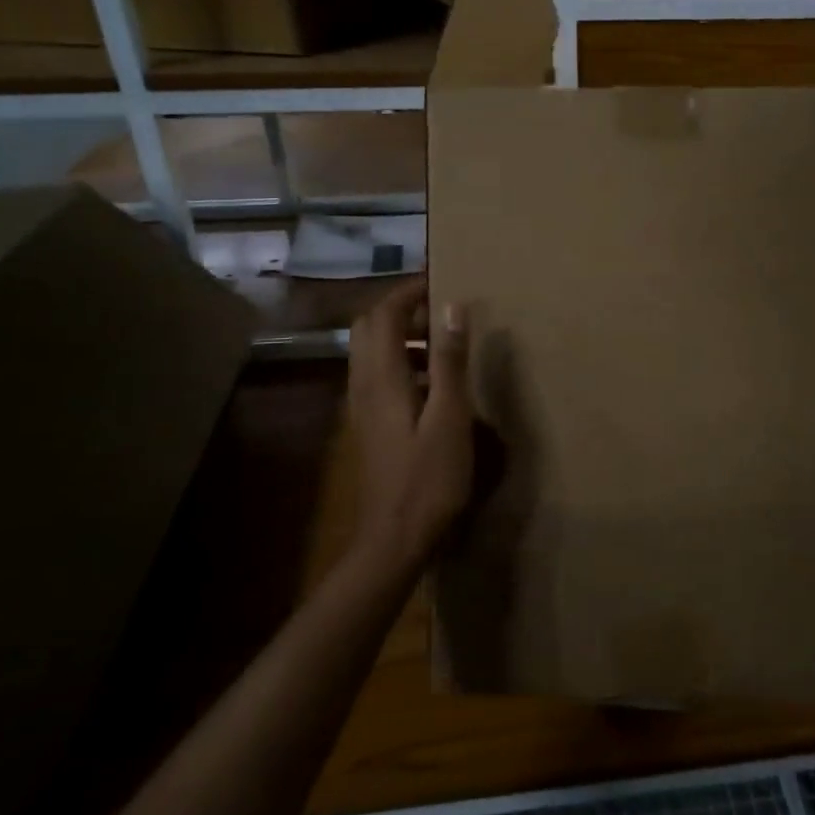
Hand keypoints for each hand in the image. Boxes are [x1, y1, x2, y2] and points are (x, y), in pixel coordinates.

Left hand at [346, 278, 474, 574]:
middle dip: (401, 308)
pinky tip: (434, 380)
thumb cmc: (429, 478)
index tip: (439, 277)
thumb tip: (452, 306)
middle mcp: (364, 384)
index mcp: (382, 377)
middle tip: (440, 306)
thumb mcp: (450, 417)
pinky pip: (378, 374)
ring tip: (444, 339)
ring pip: (372, 351)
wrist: (394, 537)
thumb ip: (450, 360)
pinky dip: (401, 360)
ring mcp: (362, 406)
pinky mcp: (370, 424)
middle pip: (370, 327)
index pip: (384, 314)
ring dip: (401, 334)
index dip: (408, 291)